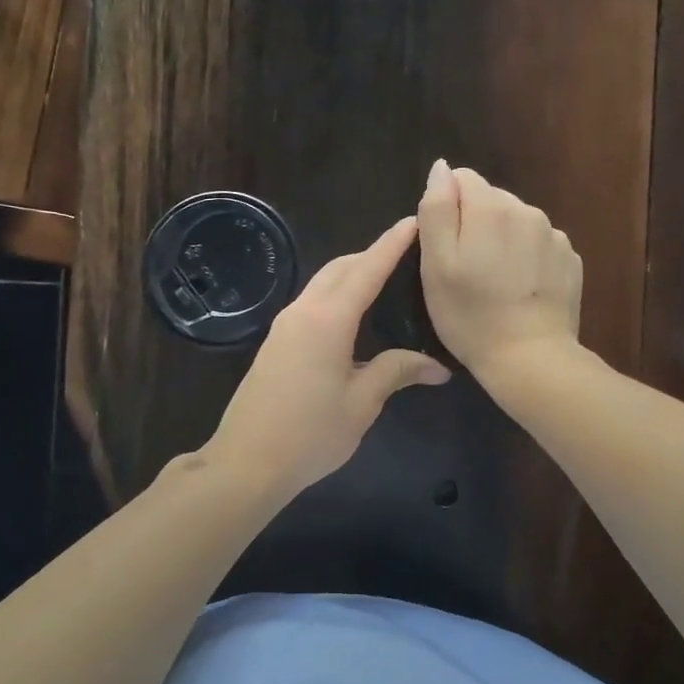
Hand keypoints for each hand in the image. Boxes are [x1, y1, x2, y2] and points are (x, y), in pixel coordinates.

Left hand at [203, 216, 451, 504]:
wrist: (246, 462)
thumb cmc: (310, 434)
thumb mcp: (361, 404)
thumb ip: (396, 372)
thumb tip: (437, 367)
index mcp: (328, 320)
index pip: (367, 270)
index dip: (391, 244)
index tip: (413, 221)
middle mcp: (303, 311)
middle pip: (340, 268)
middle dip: (372, 255)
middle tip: (407, 255)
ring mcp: (284, 325)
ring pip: (322, 283)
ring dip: (352, 274)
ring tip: (386, 281)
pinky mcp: (276, 341)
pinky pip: (312, 302)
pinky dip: (336, 294)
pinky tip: (354, 314)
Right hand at [416, 160, 582, 381]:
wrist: (530, 358)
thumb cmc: (470, 315)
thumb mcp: (435, 265)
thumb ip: (436, 209)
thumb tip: (441, 168)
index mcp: (490, 207)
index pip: (460, 179)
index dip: (446, 210)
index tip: (444, 247)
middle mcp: (526, 209)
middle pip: (490, 199)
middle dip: (474, 223)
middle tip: (466, 269)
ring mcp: (553, 234)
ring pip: (515, 221)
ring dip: (501, 239)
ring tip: (494, 281)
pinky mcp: (570, 258)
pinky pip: (537, 243)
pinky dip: (525, 257)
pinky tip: (519, 289)